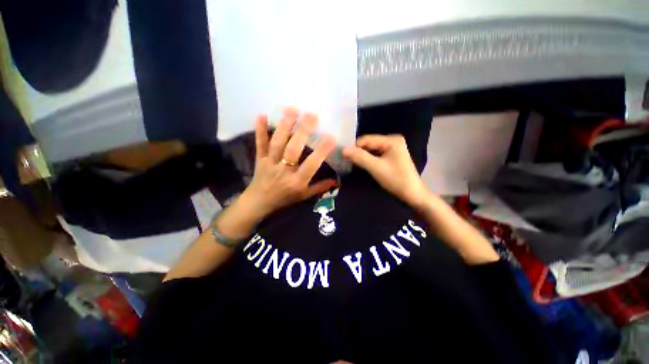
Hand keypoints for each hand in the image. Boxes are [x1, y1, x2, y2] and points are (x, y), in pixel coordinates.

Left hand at [240, 108, 338, 219]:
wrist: (259, 203)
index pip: (311, 165)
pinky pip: (259, 144)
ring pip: (277, 144)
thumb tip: (336, 181)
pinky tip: (262, 115)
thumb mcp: (304, 196)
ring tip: (292, 110)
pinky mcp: (260, 159)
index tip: (331, 138)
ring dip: (284, 126)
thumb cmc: (284, 199)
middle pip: (293, 150)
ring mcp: (270, 163)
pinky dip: (260, 130)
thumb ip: (320, 187)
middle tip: (312, 116)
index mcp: (296, 182)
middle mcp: (283, 171)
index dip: (321, 151)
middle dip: (303, 132)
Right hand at [343, 135, 426, 208]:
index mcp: (391, 140)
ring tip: (352, 164)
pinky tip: (361, 165)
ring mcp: (392, 148)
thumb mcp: (376, 167)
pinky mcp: (391, 156)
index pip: (366, 139)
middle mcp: (392, 140)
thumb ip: (360, 157)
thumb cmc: (396, 179)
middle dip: (358, 152)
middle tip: (347, 162)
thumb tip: (343, 149)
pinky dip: (368, 160)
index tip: (344, 157)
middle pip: (369, 144)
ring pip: (371, 150)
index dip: (354, 147)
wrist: (412, 194)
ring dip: (362, 157)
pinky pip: (375, 155)